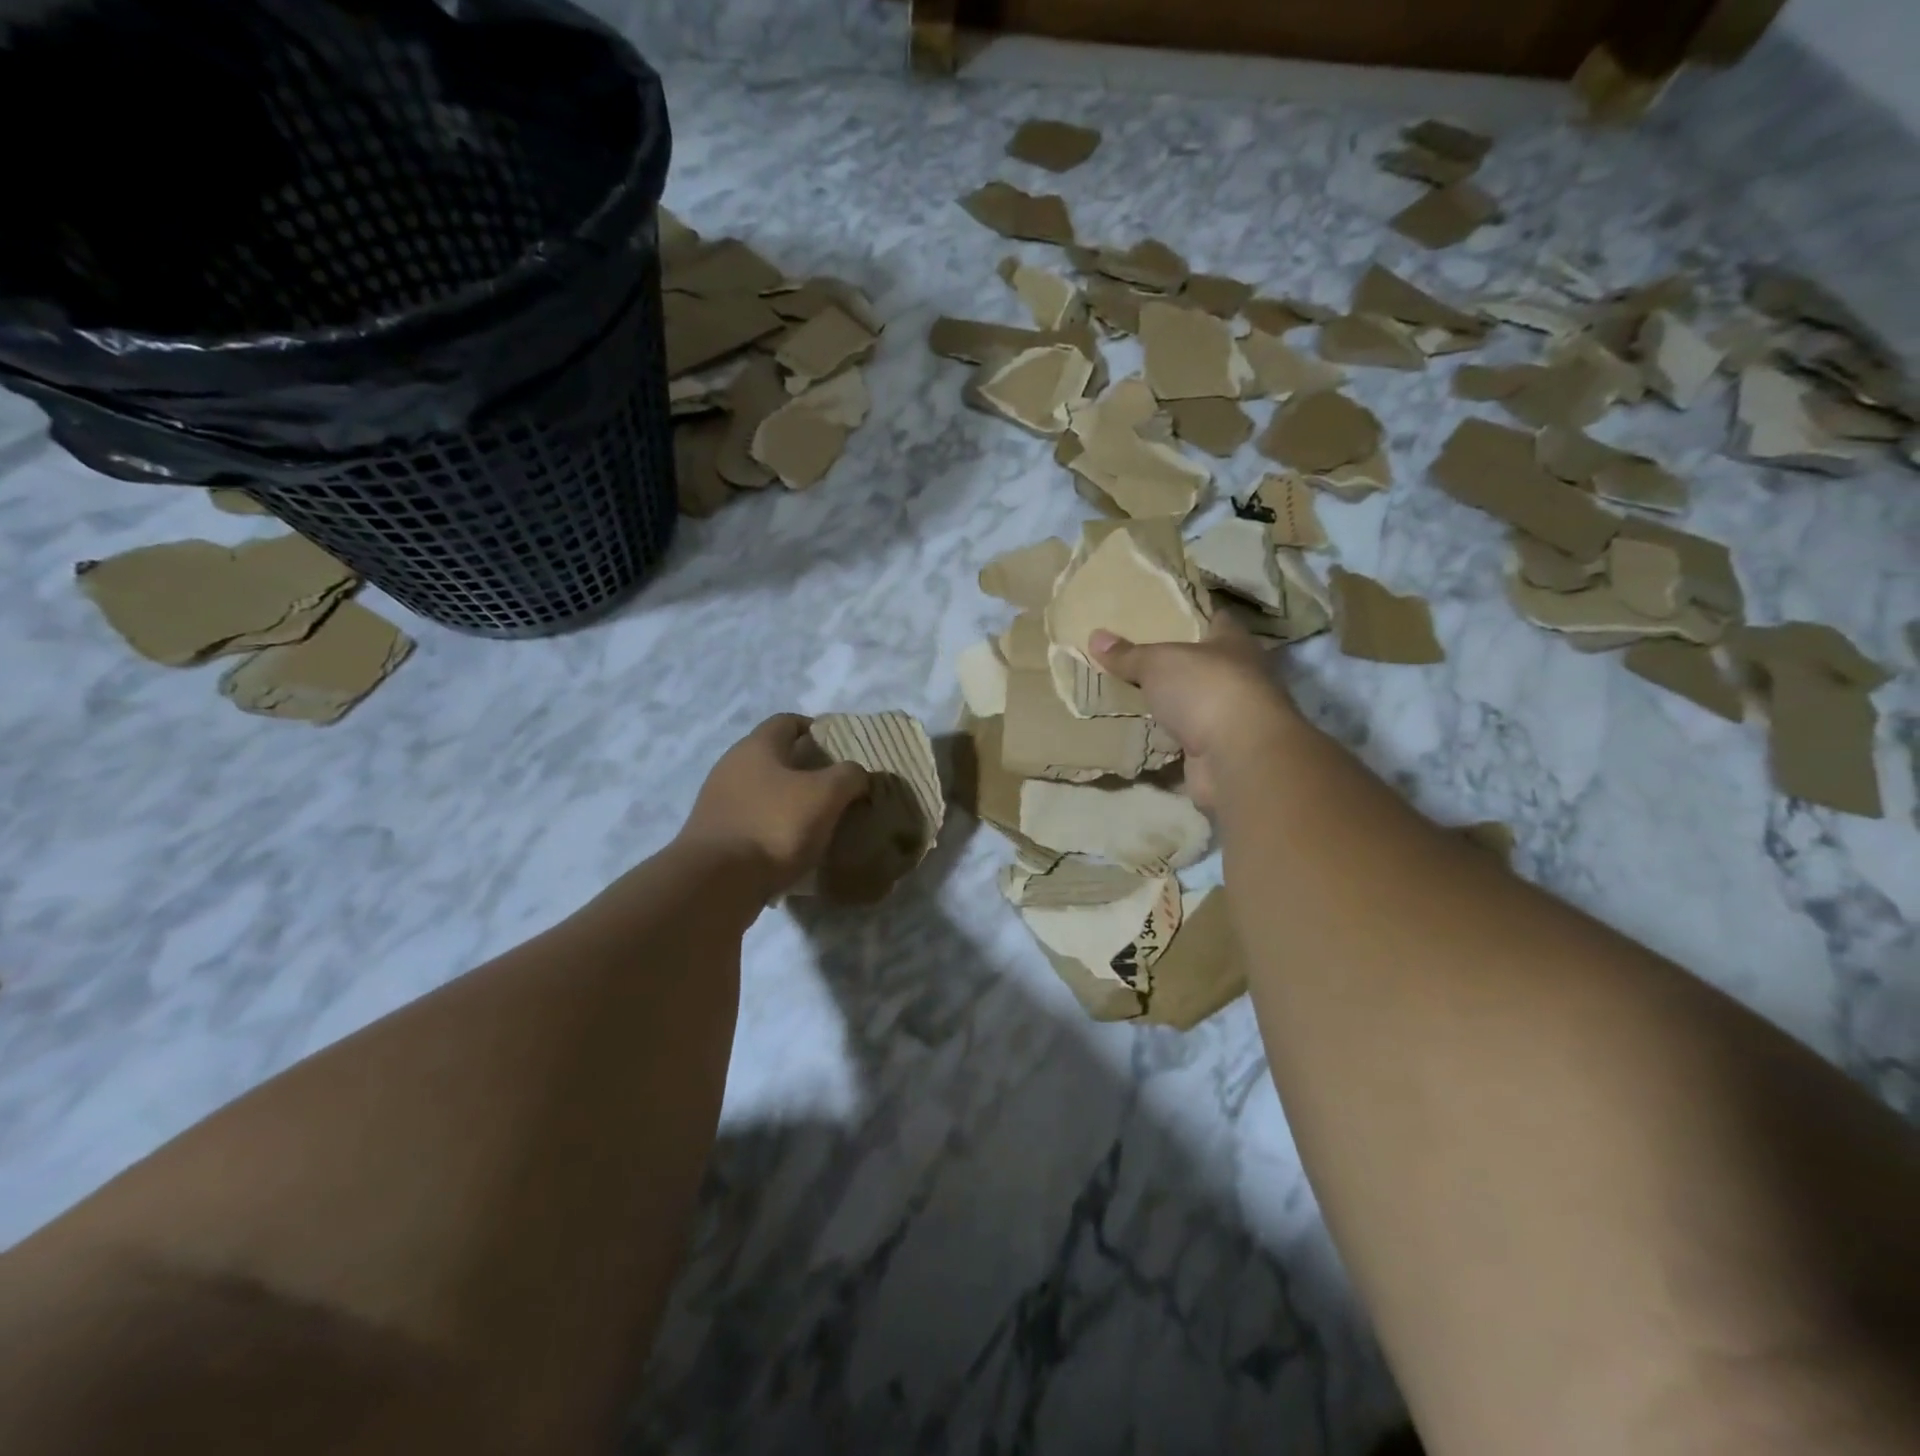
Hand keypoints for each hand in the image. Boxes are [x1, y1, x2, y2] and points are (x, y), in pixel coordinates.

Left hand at [679, 716, 869, 898]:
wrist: (716, 883)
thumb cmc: (774, 826)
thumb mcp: (826, 795)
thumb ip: (849, 776)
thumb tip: (857, 775)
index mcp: (757, 746)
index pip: (788, 721)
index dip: (816, 729)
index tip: (841, 749)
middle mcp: (731, 766)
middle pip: (774, 757)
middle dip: (806, 769)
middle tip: (836, 788)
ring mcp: (717, 801)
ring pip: (763, 791)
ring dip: (789, 802)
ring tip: (818, 821)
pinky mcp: (713, 835)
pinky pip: (751, 821)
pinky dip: (772, 828)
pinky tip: (791, 848)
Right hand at [1089, 618, 1300, 812]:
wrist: (1237, 757)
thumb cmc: (1205, 690)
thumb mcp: (1158, 663)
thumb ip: (1129, 654)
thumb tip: (1095, 636)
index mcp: (1235, 644)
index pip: (1218, 620)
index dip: (1195, 615)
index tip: (1168, 613)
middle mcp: (1243, 676)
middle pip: (1208, 663)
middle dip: (1180, 662)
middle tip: (1140, 656)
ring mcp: (1234, 716)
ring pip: (1199, 702)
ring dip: (1176, 702)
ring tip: (1137, 694)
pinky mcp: (1222, 750)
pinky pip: (1190, 737)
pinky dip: (1173, 736)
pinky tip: (1147, 732)